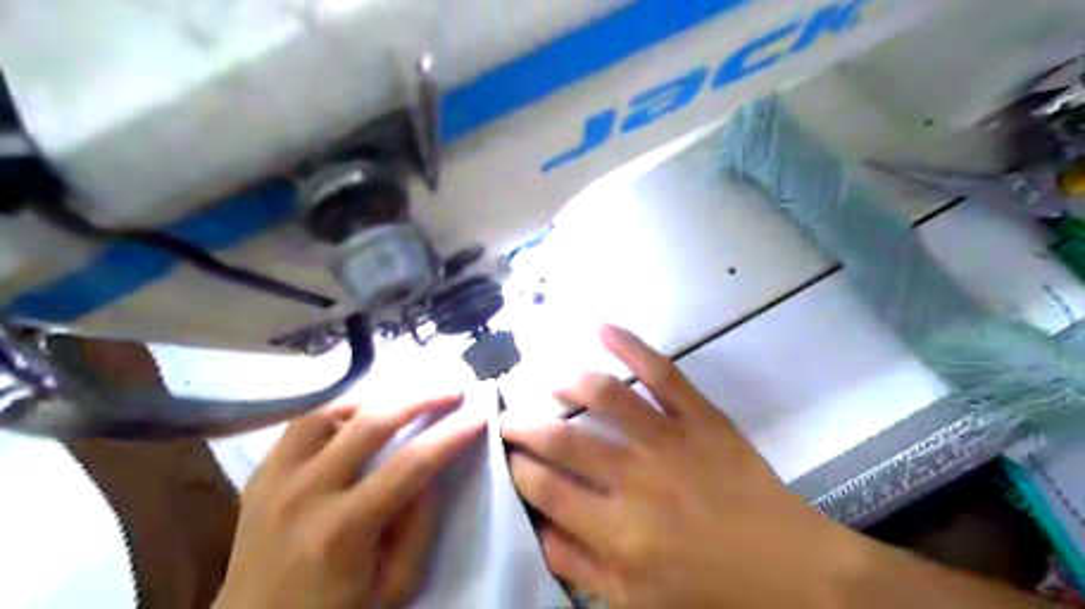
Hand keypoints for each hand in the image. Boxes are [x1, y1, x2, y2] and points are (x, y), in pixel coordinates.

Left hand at [213, 394, 481, 608]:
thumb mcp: (393, 587)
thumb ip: (419, 527)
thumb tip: (431, 471)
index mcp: (343, 530)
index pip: (411, 465)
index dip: (450, 435)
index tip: (478, 414)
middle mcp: (305, 493)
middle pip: (371, 423)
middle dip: (420, 398)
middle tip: (452, 387)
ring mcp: (275, 480)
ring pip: (330, 411)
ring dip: (375, 398)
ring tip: (404, 396)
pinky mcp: (260, 476)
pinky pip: (301, 425)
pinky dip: (336, 412)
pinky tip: (358, 415)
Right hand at [501, 329, 869, 608]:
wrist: (795, 572)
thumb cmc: (712, 593)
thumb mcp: (637, 603)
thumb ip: (580, 567)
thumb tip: (535, 528)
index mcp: (618, 533)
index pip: (546, 489)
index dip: (518, 469)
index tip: (509, 459)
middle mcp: (637, 479)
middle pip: (563, 439)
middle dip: (525, 426)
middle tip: (509, 419)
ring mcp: (672, 440)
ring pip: (606, 395)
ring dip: (566, 381)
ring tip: (547, 380)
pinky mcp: (702, 417)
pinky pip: (662, 371)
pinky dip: (629, 344)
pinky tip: (600, 326)